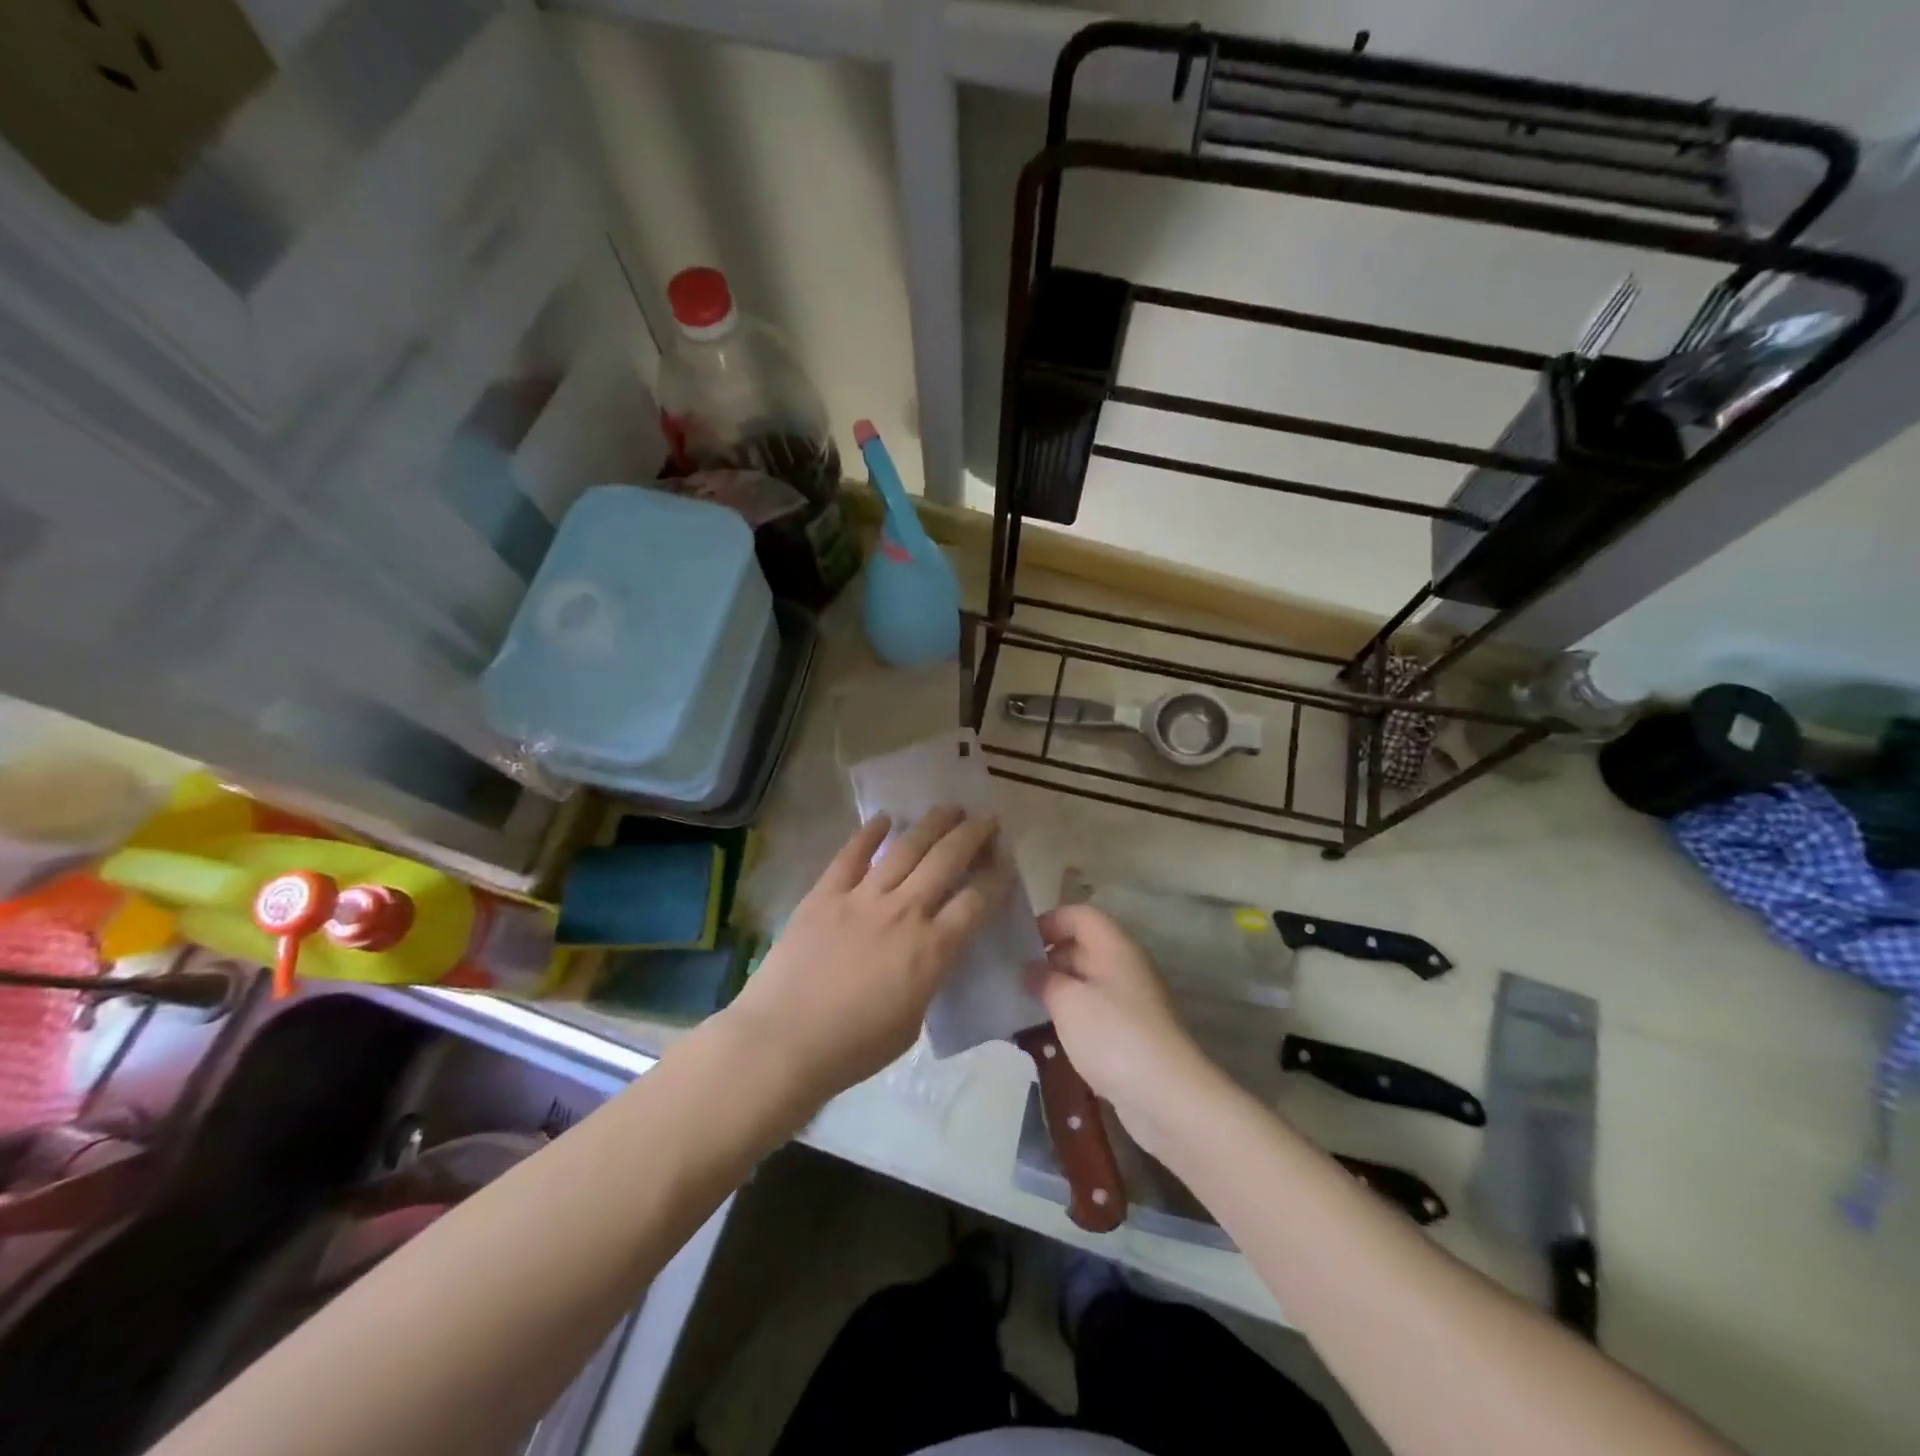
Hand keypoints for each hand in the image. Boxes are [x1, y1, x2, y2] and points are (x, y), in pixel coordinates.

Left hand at [726, 806, 997, 1103]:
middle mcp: (904, 912)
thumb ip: (927, 980)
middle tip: (986, 819)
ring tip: (949, 808)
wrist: (783, 1042)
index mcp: (931, 949)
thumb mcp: (912, 1023)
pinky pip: (851, 855)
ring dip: (932, 824)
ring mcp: (862, 897)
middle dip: (972, 835)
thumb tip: (929, 956)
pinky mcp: (825, 894)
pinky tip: (884, 818)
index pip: (975, 901)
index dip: (995, 878)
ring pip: (906, 848)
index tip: (1004, 861)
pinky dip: (869, 833)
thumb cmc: (853, 1047)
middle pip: (947, 860)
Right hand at [1028, 903, 1223, 1154]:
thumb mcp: (1068, 1001)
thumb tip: (1030, 969)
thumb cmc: (1113, 1035)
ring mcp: (1131, 1001)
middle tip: (1013, 977)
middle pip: (1082, 946)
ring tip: (1023, 1005)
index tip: (1018, 942)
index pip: (1079, 915)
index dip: (1048, 921)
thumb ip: (1043, 979)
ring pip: (1087, 981)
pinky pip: (1095, 1011)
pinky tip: (1048, 1035)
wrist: (1167, 1097)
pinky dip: (1071, 1016)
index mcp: (1115, 947)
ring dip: (1057, 990)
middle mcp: (1126, 966)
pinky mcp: (1131, 1033)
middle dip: (1048, 958)